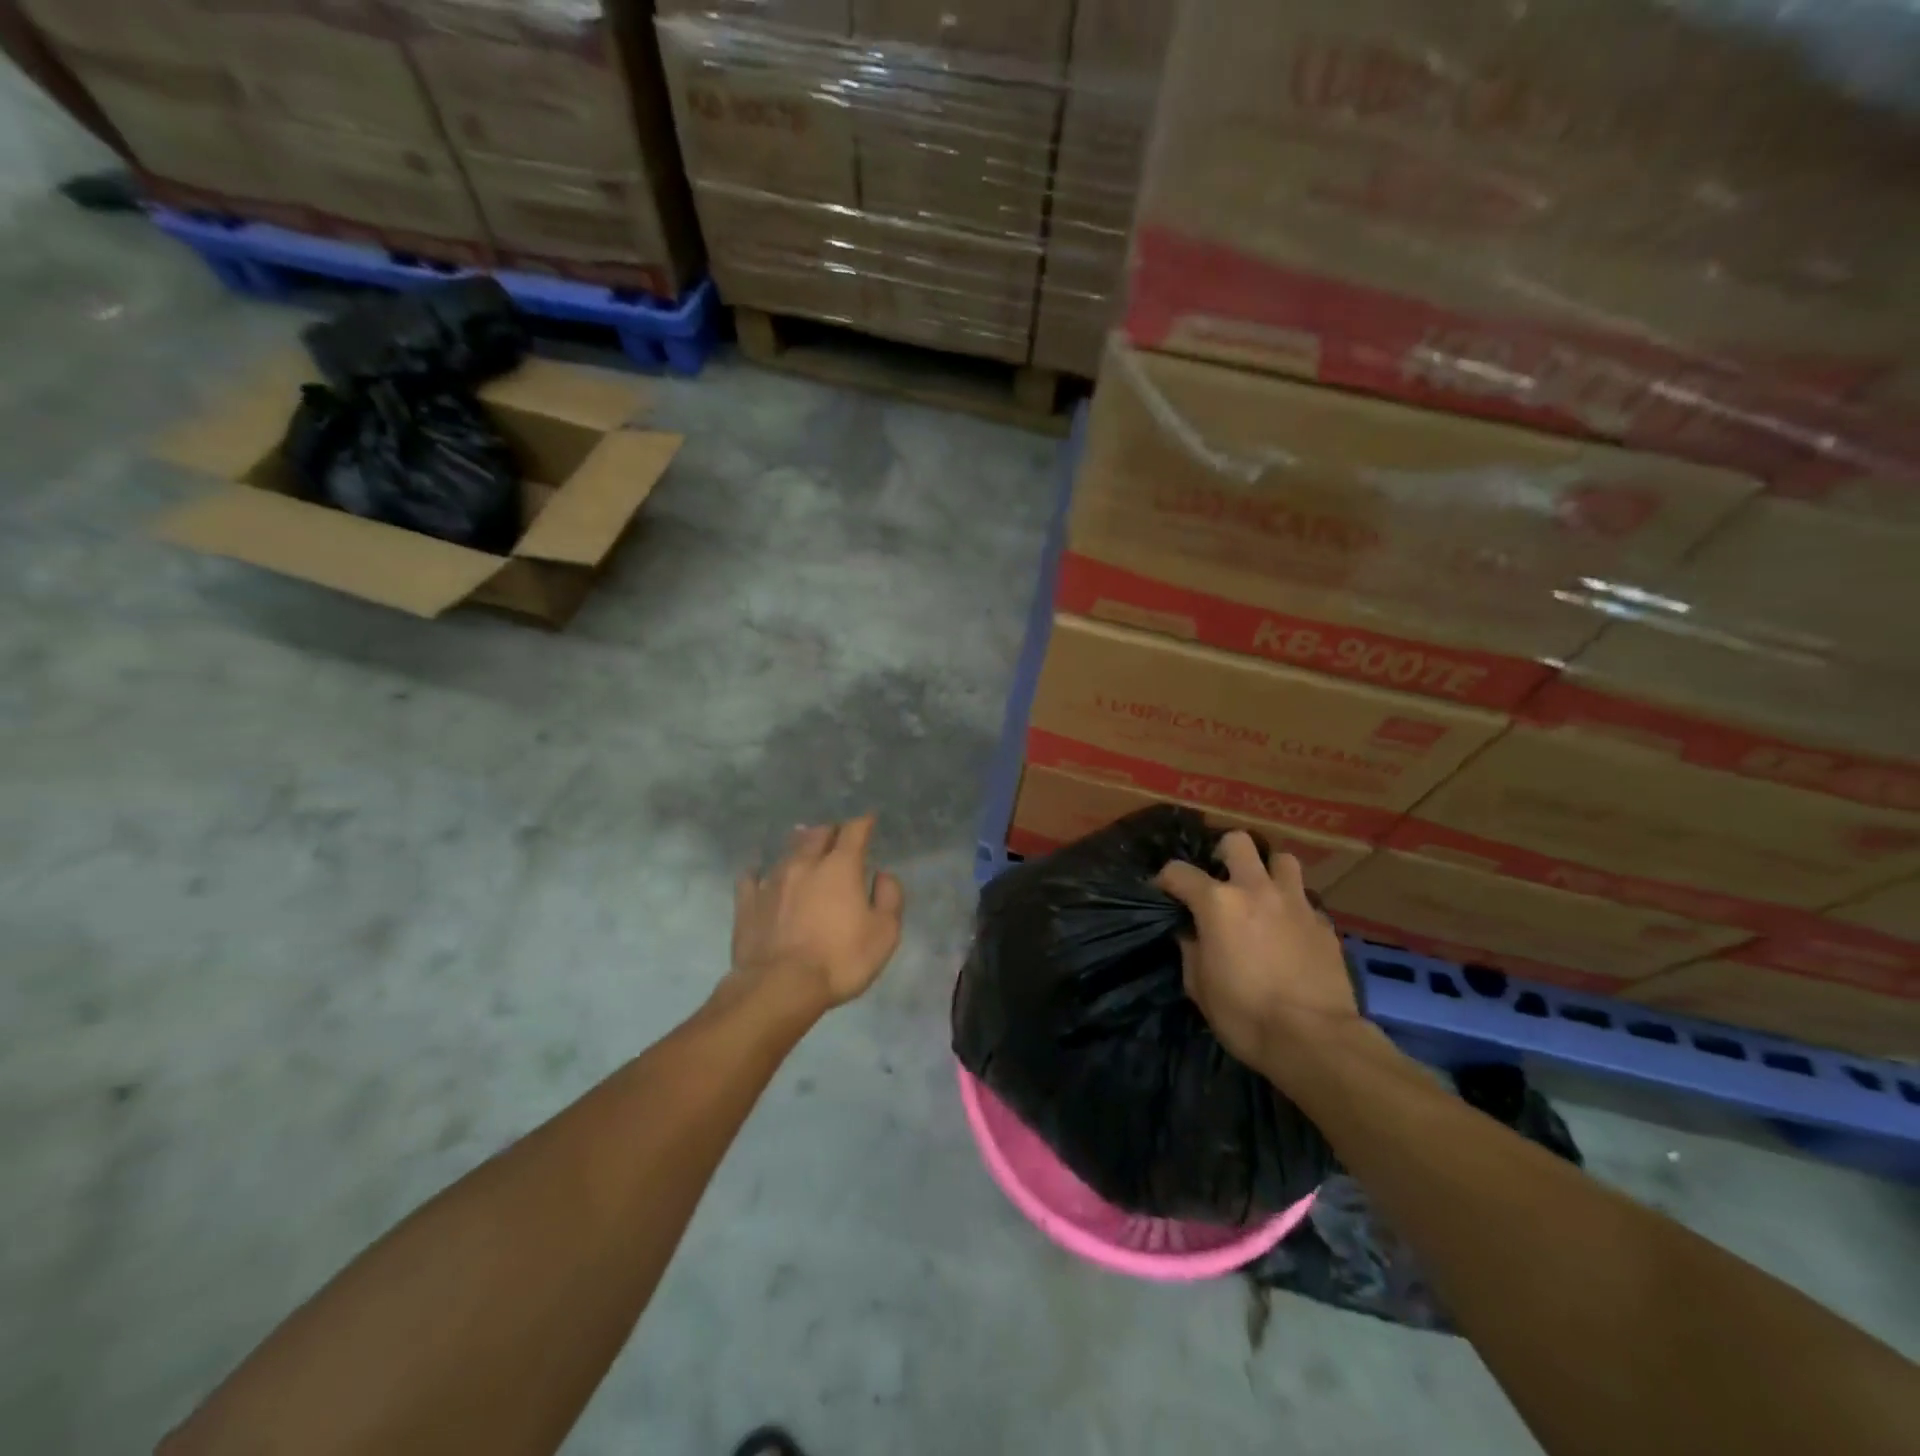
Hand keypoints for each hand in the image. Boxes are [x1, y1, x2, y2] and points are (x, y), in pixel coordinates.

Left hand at [729, 815, 905, 1015]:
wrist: (780, 987)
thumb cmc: (840, 959)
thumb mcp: (884, 933)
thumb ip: (890, 897)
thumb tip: (882, 875)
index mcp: (840, 867)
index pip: (854, 831)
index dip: (863, 823)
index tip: (868, 821)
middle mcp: (804, 864)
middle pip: (818, 834)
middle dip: (830, 831)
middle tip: (837, 836)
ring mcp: (772, 881)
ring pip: (787, 852)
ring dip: (799, 847)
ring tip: (804, 847)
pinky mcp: (747, 903)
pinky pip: (752, 878)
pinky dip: (760, 874)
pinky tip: (760, 877)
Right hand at [1155, 832, 1359, 1066]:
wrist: (1314, 1040)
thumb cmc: (1244, 1015)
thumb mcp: (1198, 986)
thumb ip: (1191, 949)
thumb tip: (1191, 932)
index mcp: (1217, 903)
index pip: (1178, 871)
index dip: (1166, 880)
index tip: (1164, 893)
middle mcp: (1256, 890)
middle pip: (1238, 841)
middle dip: (1224, 853)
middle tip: (1221, 878)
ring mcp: (1295, 903)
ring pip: (1282, 859)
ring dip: (1268, 871)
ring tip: (1262, 894)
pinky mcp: (1324, 923)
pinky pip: (1305, 900)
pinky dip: (1293, 908)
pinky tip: (1289, 930)